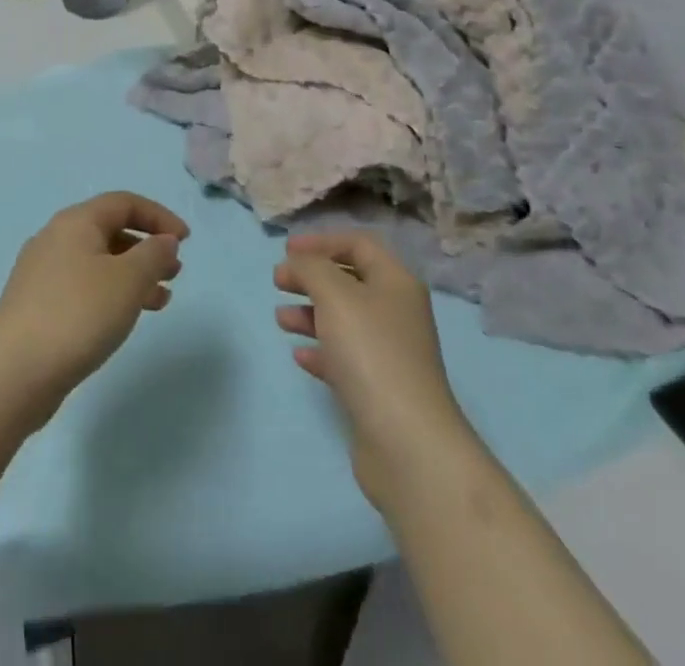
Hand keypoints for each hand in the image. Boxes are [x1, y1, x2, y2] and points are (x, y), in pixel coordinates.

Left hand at [0, 192, 188, 426]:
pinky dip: (111, 294)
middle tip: (175, 272)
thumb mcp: (128, 280)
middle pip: (110, 230)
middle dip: (147, 248)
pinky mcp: (36, 305)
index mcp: (76, 222)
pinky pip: (84, 287)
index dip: (159, 216)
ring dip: (133, 275)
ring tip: (161, 300)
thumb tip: (164, 241)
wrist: (13, 373)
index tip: (185, 241)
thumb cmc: (78, 314)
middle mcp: (56, 238)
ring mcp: (42, 273)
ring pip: (98, 262)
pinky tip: (125, 319)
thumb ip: (154, 255)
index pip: (124, 202)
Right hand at [275, 232, 477, 512]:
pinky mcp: (378, 388)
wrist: (406, 442)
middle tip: (278, 281)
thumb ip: (311, 268)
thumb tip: (297, 261)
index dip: (321, 241)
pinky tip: (299, 356)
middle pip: (349, 281)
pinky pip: (344, 357)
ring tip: (280, 319)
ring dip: (310, 313)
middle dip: (312, 277)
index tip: (286, 250)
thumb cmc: (371, 352)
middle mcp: (397, 312)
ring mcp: (390, 352)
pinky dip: (321, 350)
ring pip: (344, 320)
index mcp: (396, 282)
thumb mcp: (335, 294)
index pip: (359, 244)